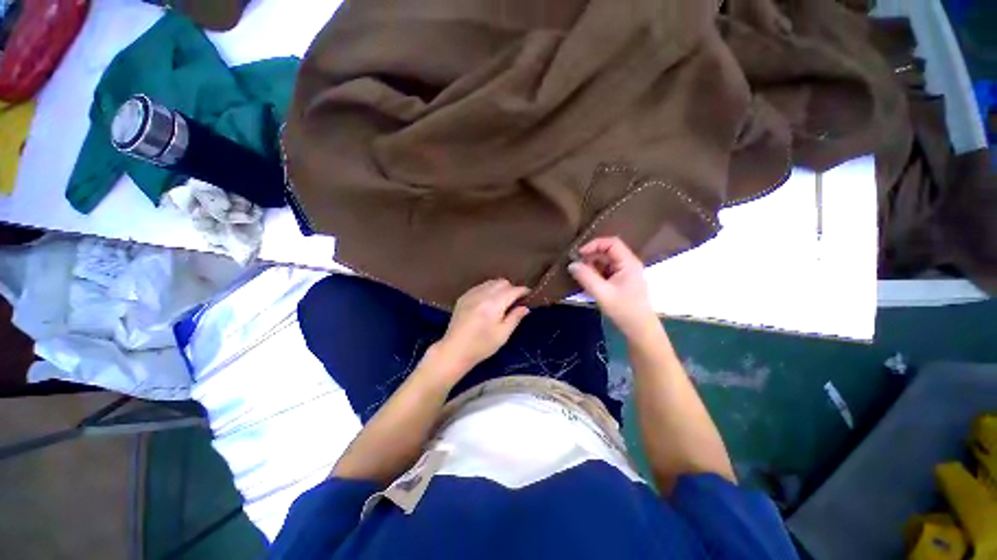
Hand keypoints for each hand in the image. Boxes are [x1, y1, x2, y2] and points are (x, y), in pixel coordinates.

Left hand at [434, 279, 529, 372]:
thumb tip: (525, 307)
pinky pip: (480, 286)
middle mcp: (482, 294)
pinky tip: (488, 302)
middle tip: (515, 301)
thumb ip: (515, 317)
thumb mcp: (503, 334)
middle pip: (502, 282)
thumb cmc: (481, 345)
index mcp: (494, 304)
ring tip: (502, 302)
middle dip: (511, 289)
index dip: (523, 291)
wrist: (455, 350)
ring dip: (500, 288)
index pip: (513, 290)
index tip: (529, 295)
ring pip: (491, 282)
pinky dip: (488, 290)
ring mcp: (471, 294)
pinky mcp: (463, 297)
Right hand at [568, 237, 657, 338]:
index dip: (594, 245)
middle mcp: (627, 264)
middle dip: (590, 258)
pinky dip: (595, 276)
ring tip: (581, 279)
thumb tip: (571, 264)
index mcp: (628, 263)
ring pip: (604, 263)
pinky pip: (605, 272)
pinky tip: (589, 286)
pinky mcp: (621, 282)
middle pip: (607, 252)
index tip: (579, 255)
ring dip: (591, 268)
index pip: (611, 243)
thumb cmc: (624, 310)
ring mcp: (624, 273)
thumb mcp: (602, 293)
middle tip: (577, 268)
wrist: (640, 329)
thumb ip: (586, 277)